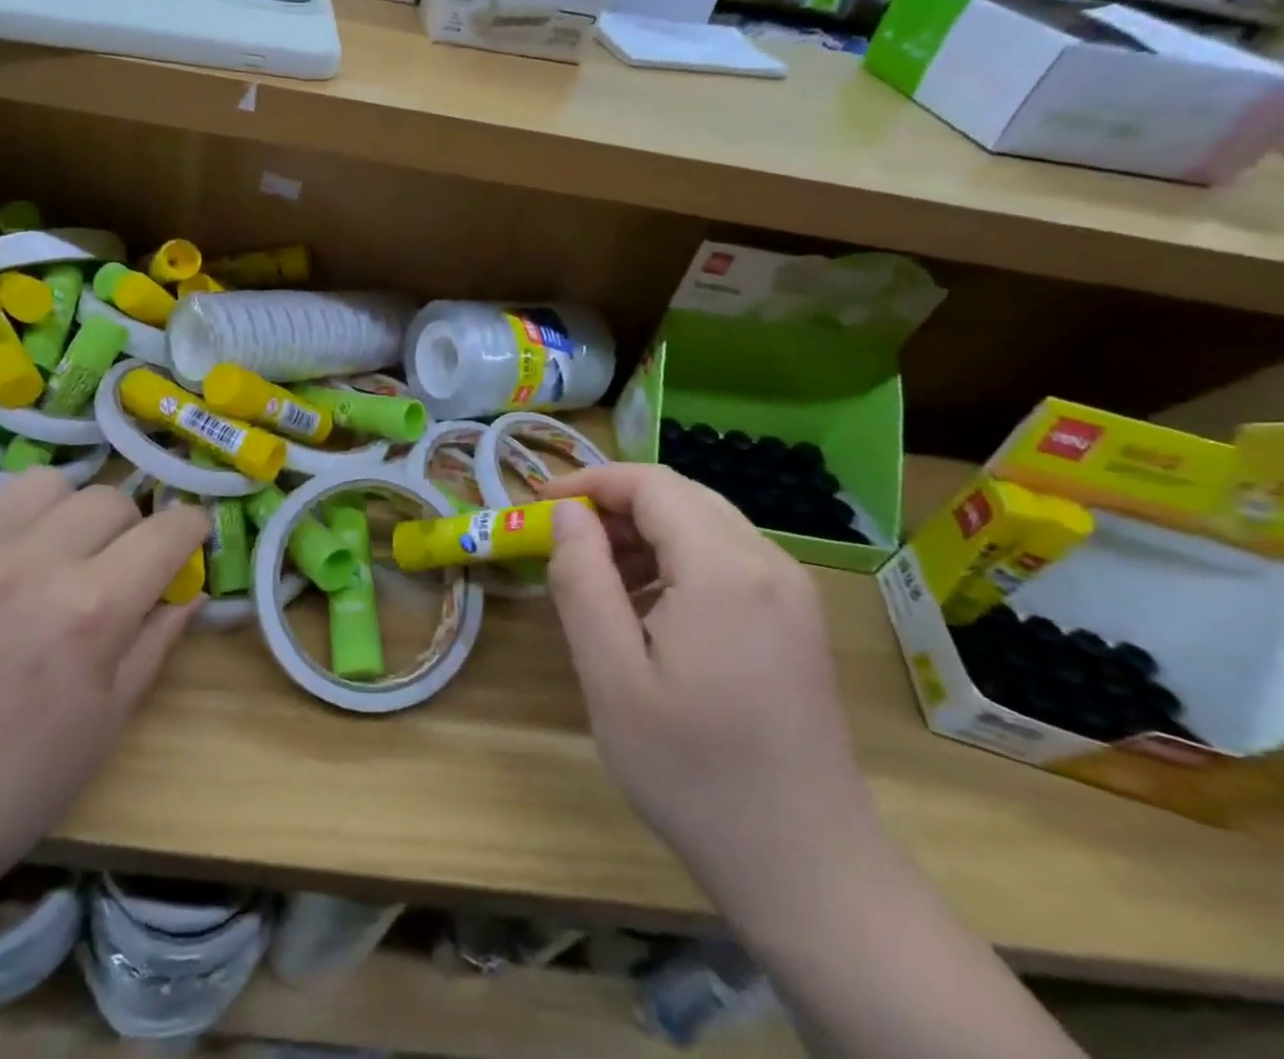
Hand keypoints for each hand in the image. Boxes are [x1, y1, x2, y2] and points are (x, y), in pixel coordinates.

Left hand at [0, 471, 209, 920]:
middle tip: (117, 568)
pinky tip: (5, 557)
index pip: (168, 531)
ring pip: (51, 484)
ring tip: (57, 554)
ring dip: (70, 512)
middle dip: (132, 528)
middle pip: (112, 499)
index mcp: (92, 610)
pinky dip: (11, 516)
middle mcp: (36, 562)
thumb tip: (191, 589)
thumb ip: (158, 639)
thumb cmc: (16, 783)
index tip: (189, 541)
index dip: (191, 529)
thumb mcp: (110, 719)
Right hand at [544, 465, 875, 887]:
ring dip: (644, 533)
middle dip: (614, 505)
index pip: (650, 483)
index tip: (540, 505)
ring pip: (703, 522)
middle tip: (564, 544)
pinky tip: (649, 610)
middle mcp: (767, 562)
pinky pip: (727, 557)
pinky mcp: (797, 619)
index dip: (590, 481)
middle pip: (679, 495)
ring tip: (600, 581)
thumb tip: (568, 513)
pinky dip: (677, 560)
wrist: (807, 866)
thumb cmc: (693, 771)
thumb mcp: (611, 676)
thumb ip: (582, 580)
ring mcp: (791, 590)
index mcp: (724, 568)